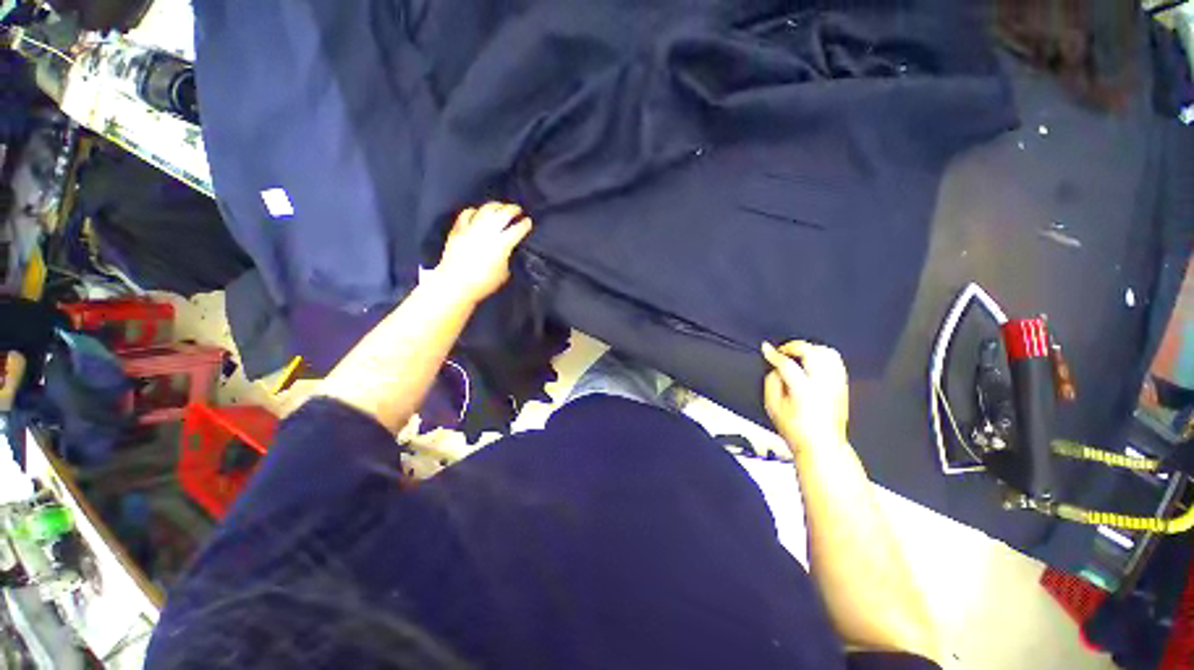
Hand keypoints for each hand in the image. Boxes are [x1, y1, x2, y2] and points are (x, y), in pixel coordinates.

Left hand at [432, 201, 532, 304]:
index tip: (529, 222)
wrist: (455, 284)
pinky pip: (467, 214)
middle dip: (513, 210)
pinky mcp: (458, 229)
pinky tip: (478, 213)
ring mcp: (471, 228)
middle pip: (503, 214)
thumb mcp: (504, 273)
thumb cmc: (483, 284)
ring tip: (500, 207)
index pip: (517, 229)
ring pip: (486, 209)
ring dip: (496, 206)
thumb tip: (507, 251)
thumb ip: (507, 258)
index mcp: (502, 244)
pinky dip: (475, 211)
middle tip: (517, 210)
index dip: (525, 224)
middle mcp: (488, 232)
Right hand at [762, 341, 849, 454]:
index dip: (773, 354)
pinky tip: (812, 362)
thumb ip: (771, 382)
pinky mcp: (843, 387)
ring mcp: (836, 385)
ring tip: (798, 354)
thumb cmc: (798, 431)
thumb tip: (775, 369)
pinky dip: (823, 356)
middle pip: (811, 352)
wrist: (822, 446)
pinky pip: (836, 362)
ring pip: (827, 353)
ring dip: (810, 349)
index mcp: (804, 390)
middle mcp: (823, 385)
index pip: (787, 363)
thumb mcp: (773, 407)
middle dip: (793, 346)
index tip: (766, 349)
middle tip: (782, 350)